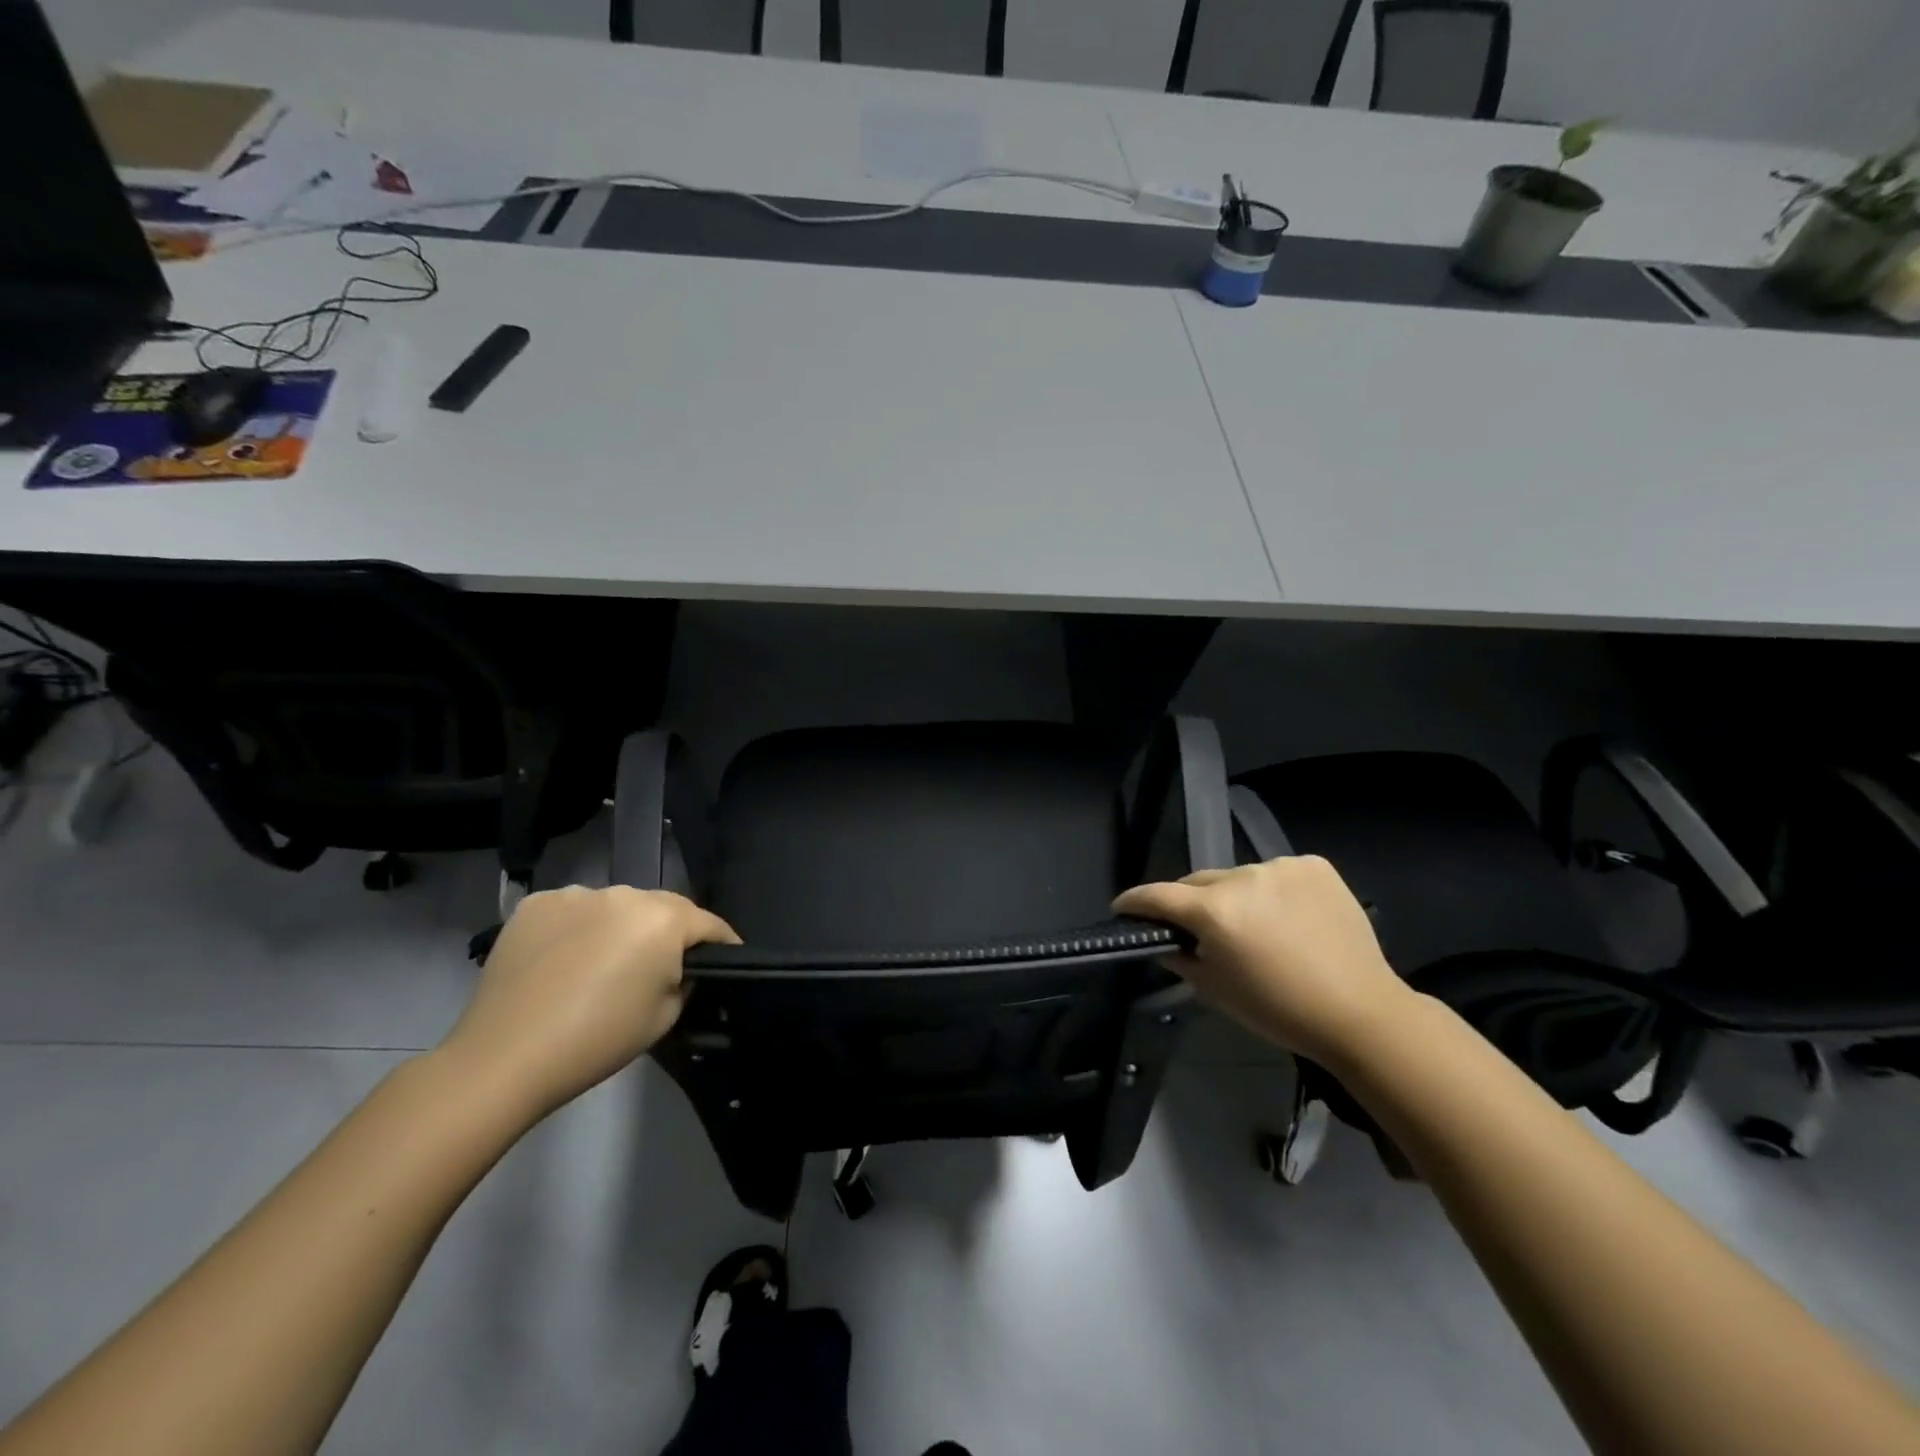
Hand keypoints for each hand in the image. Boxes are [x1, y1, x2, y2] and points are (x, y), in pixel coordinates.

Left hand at [438, 886, 738, 1118]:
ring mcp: (577, 894)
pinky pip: (575, 910)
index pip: (710, 923)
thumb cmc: (598, 1040)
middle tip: (660, 967)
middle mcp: (626, 892)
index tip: (725, 962)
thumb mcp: (665, 1017)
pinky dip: (579, 927)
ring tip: (605, 963)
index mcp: (664, 918)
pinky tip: (565, 959)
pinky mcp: (536, 904)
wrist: (504, 1058)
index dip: (723, 944)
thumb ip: (684, 981)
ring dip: (621, 927)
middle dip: (669, 932)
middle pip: (663, 907)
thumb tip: (680, 969)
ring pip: (617, 906)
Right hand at [1113, 857, 1412, 1065]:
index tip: (1122, 907)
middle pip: (1198, 882)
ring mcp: (1281, 866)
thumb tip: (1164, 940)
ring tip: (1252, 925)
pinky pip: (1276, 874)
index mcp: (1214, 911)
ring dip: (1235, 896)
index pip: (1158, 895)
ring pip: (1239, 877)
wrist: (1360, 1013)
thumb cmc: (1278, 1009)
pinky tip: (1287, 917)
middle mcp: (1242, 877)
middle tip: (1195, 927)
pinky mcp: (1314, 866)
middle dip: (1189, 902)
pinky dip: (1272, 891)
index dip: (1135, 901)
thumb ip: (1179, 957)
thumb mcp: (1214, 990)